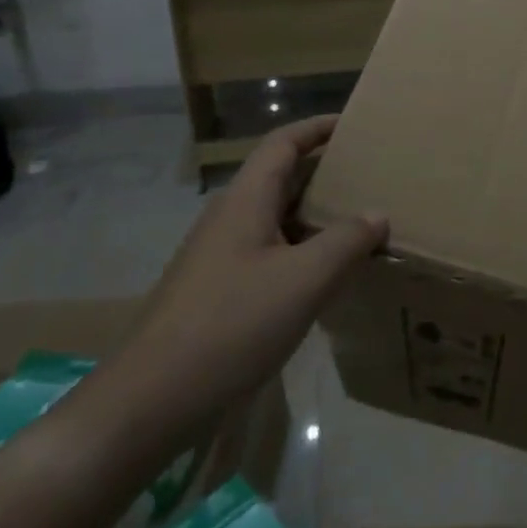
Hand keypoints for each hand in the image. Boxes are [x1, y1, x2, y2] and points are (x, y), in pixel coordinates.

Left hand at [112, 115, 386, 449]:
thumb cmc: (231, 325)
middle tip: (370, 176)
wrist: (149, 401)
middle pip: (281, 178)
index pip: (283, 143)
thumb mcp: (304, 279)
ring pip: (276, 219)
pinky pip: (268, 253)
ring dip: (316, 215)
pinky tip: (325, 276)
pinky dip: (302, 250)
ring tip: (359, 224)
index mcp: (246, 200)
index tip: (355, 125)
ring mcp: (219, 256)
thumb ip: (347, 241)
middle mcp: (229, 218)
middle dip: (325, 172)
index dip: (317, 127)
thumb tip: (377, 214)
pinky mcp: (217, 292)